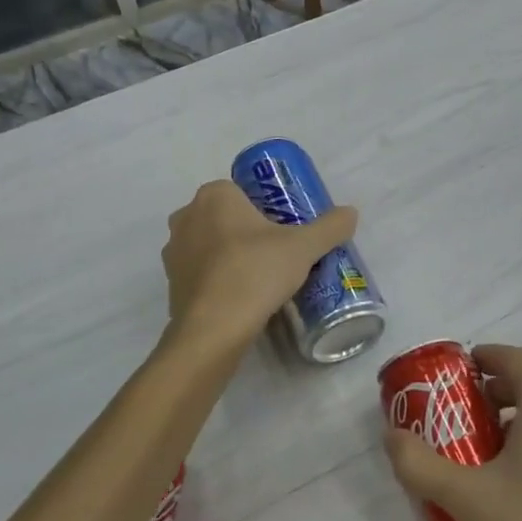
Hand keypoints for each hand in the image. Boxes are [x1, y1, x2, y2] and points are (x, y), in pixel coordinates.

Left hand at [161, 180, 357, 350]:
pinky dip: (217, 279)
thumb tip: (351, 213)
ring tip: (260, 277)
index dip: (265, 208)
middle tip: (277, 253)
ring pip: (210, 244)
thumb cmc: (256, 272)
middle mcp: (186, 216)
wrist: (215, 329)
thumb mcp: (304, 248)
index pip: (242, 191)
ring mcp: (173, 251)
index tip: (285, 230)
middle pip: (225, 217)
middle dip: (248, 231)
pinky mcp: (170, 283)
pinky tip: (240, 297)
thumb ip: (330, 227)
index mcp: (214, 196)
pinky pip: (200, 272)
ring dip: (230, 254)